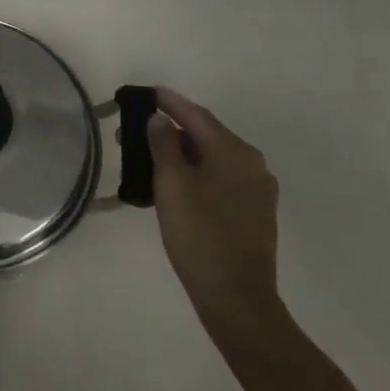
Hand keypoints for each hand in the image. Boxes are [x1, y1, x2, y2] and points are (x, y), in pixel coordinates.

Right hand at [146, 87, 282, 333]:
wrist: (237, 299)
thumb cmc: (199, 236)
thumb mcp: (172, 185)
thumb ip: (164, 145)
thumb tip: (160, 119)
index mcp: (234, 152)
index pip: (196, 114)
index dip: (168, 101)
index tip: (144, 92)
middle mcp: (252, 163)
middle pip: (205, 134)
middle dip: (169, 129)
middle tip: (132, 132)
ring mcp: (257, 189)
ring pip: (212, 157)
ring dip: (181, 152)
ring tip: (147, 158)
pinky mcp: (254, 211)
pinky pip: (220, 177)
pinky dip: (195, 171)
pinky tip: (174, 183)